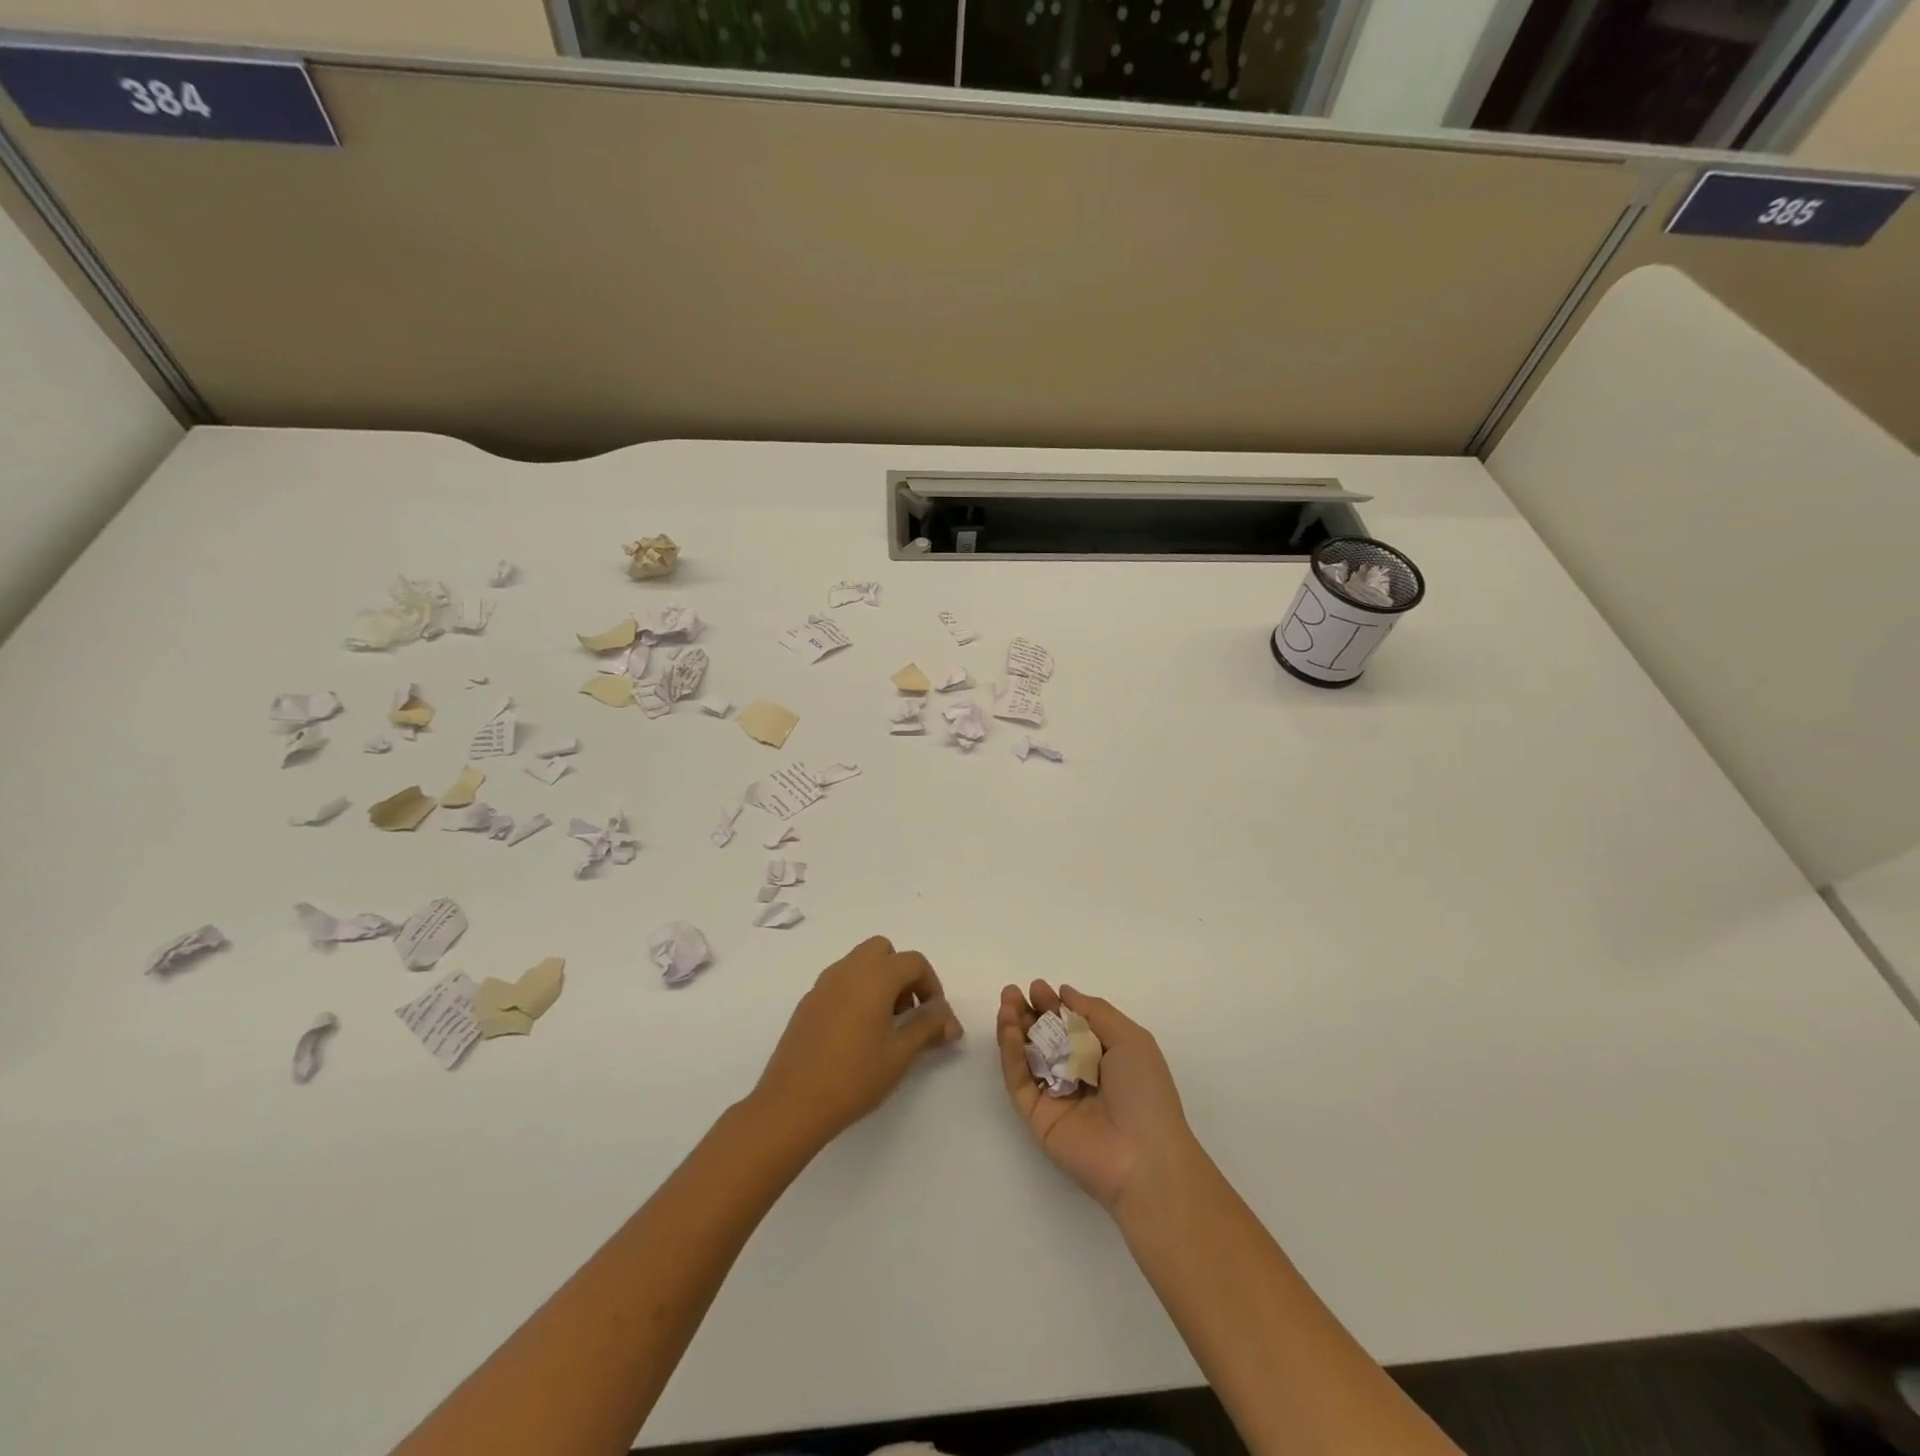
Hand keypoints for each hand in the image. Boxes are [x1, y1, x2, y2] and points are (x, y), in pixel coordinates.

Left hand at [749, 936, 962, 1151]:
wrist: (792, 1103)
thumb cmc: (854, 1076)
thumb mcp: (900, 1053)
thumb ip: (928, 1028)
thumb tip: (951, 1021)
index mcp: (874, 975)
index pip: (914, 962)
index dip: (932, 985)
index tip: (935, 1018)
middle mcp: (848, 970)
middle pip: (883, 951)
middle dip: (902, 974)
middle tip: (908, 1012)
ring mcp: (823, 984)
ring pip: (859, 964)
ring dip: (879, 981)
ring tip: (884, 1027)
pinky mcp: (807, 1003)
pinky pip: (840, 983)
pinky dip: (856, 993)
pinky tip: (856, 1035)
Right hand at [996, 981, 1198, 1212]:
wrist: (1143, 1156)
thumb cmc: (1144, 1091)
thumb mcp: (1130, 1039)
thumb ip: (1094, 1011)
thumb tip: (1065, 992)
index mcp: (1102, 1056)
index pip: (1069, 1025)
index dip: (1053, 1004)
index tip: (1037, 987)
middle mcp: (1076, 1073)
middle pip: (1044, 1037)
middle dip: (1028, 1012)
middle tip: (1012, 991)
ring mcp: (1054, 1095)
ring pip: (1026, 1055)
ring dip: (1014, 1027)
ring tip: (1006, 1002)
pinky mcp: (1036, 1115)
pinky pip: (1019, 1079)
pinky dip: (1011, 1053)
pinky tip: (1009, 1028)